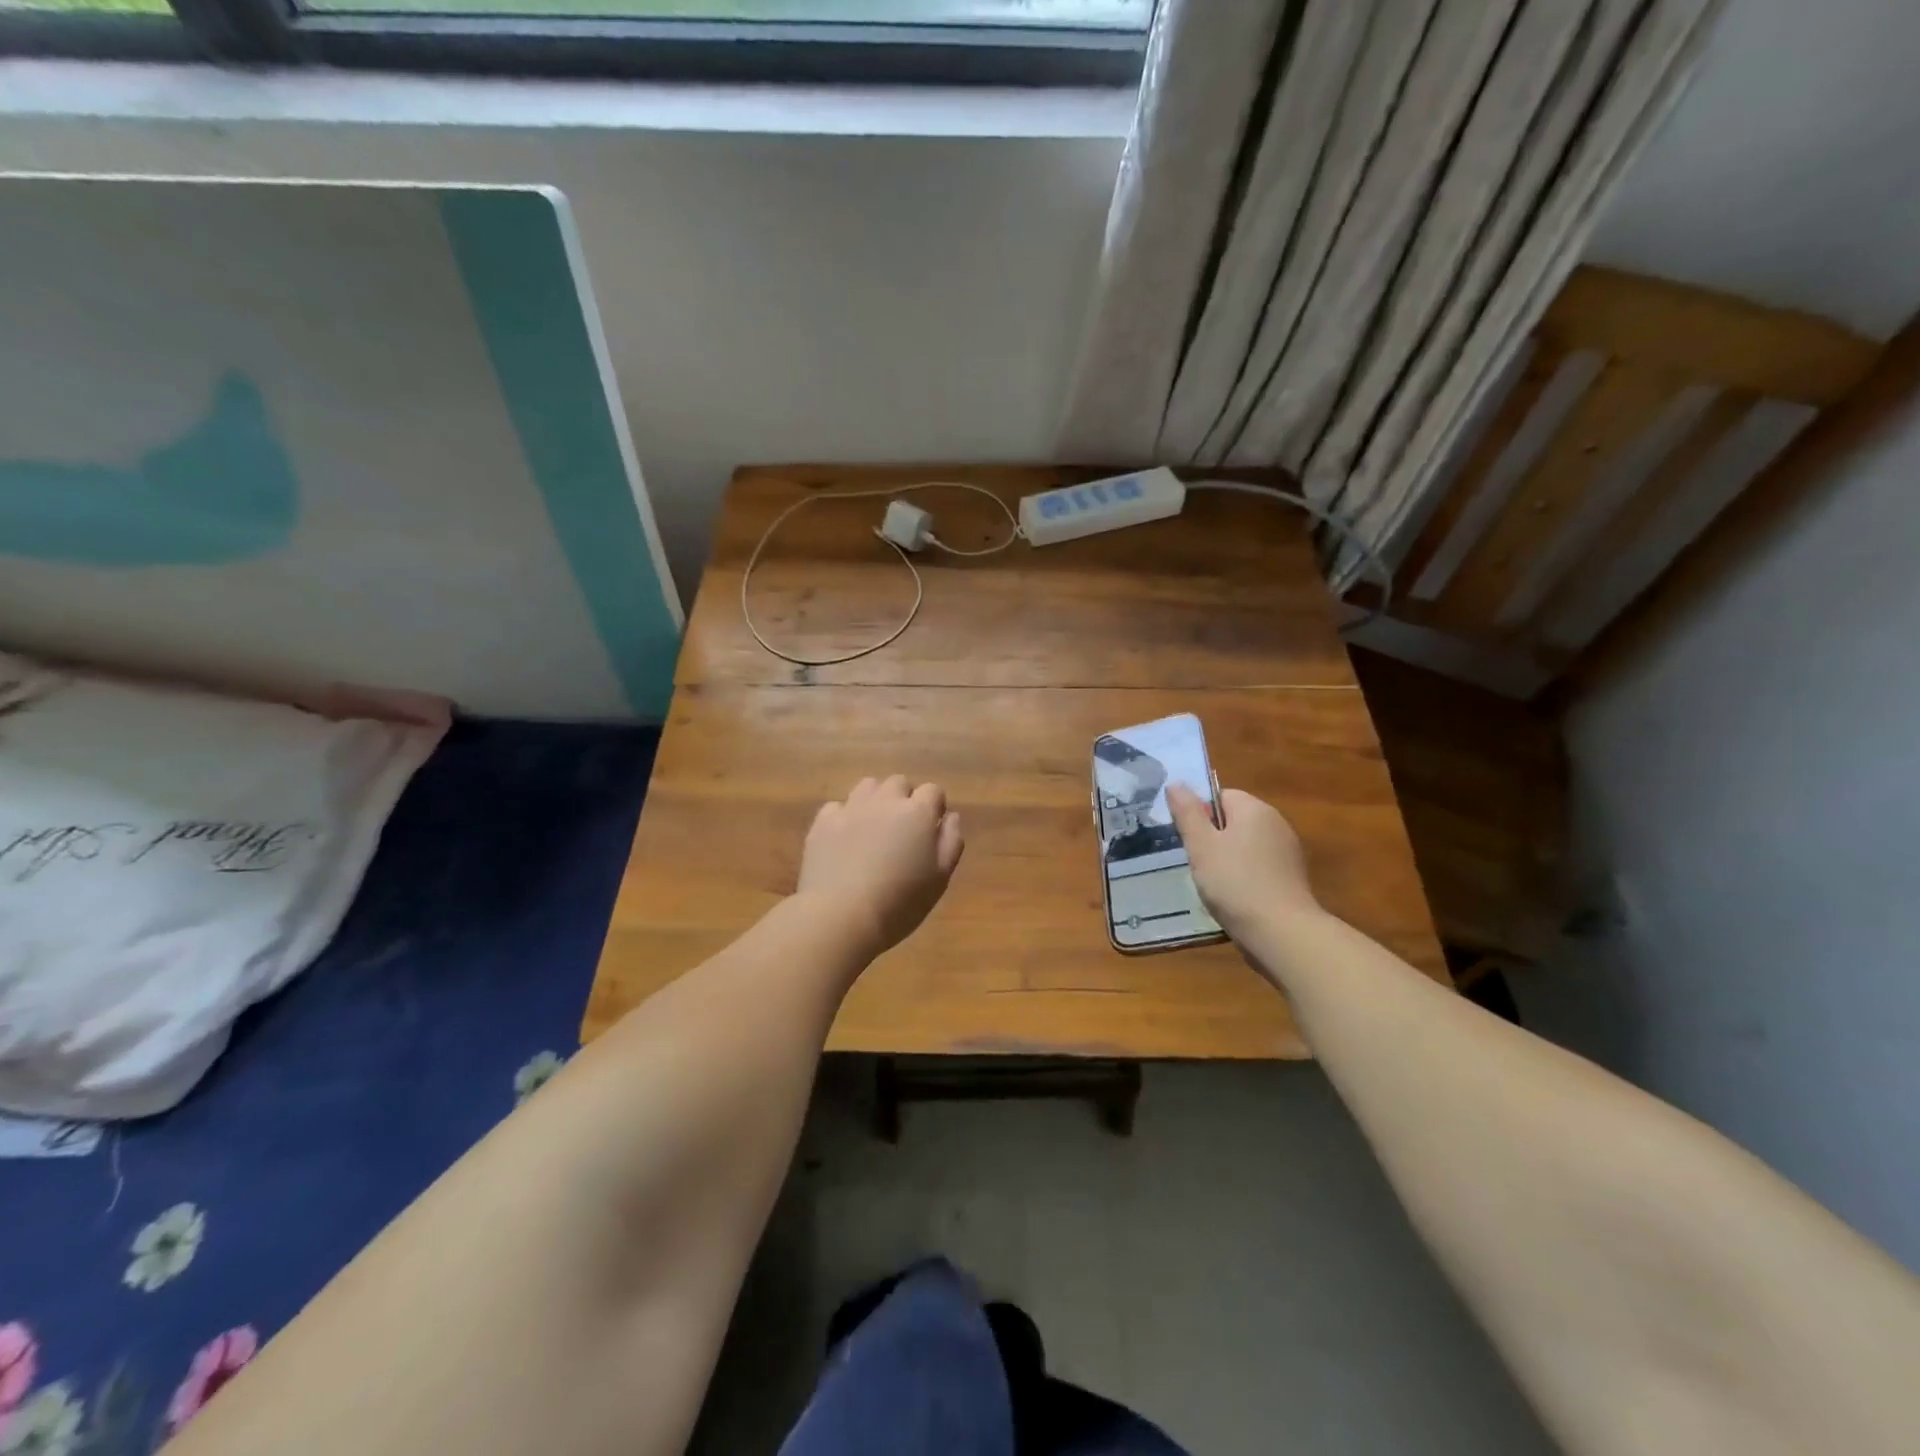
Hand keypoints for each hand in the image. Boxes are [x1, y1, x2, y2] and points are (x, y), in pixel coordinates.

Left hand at [797, 775, 964, 957]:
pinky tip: (845, 838)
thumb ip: (950, 841)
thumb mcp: (940, 878)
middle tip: (903, 829)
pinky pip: (838, 806)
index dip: (934, 806)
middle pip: (899, 782)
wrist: (841, 915)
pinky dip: (845, 816)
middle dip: (905, 798)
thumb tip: (949, 817)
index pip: (933, 790)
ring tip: (874, 827)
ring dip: (876, 799)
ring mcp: (851, 808)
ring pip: (868, 786)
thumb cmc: (900, 902)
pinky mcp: (823, 822)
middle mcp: (885, 800)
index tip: (931, 828)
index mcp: (918, 813)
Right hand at [1167, 785, 1318, 936]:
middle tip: (1194, 861)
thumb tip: (1176, 783)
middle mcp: (1276, 824)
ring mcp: (1287, 852)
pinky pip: (1258, 867)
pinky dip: (1243, 877)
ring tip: (1210, 883)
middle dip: (1212, 838)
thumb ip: (1187, 813)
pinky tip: (1232, 897)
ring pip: (1245, 846)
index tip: (1187, 838)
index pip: (1221, 796)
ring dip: (1226, 859)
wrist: (1281, 933)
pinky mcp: (1291, 879)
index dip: (1199, 813)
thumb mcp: (1201, 846)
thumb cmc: (1235, 883)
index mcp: (1255, 809)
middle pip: (1234, 820)